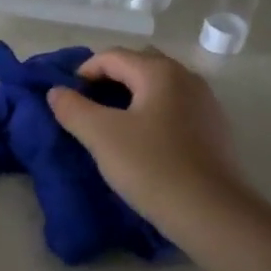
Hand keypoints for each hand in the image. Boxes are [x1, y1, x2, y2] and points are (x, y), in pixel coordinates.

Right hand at [47, 48, 251, 241]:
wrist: (212, 213)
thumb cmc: (152, 167)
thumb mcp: (101, 136)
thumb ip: (73, 109)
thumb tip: (57, 91)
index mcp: (160, 72)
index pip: (112, 56)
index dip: (84, 72)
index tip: (67, 99)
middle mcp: (187, 78)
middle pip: (138, 65)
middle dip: (109, 80)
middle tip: (87, 108)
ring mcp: (205, 103)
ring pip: (158, 88)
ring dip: (131, 98)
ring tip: (111, 127)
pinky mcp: (214, 130)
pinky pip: (174, 108)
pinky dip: (152, 114)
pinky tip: (142, 143)